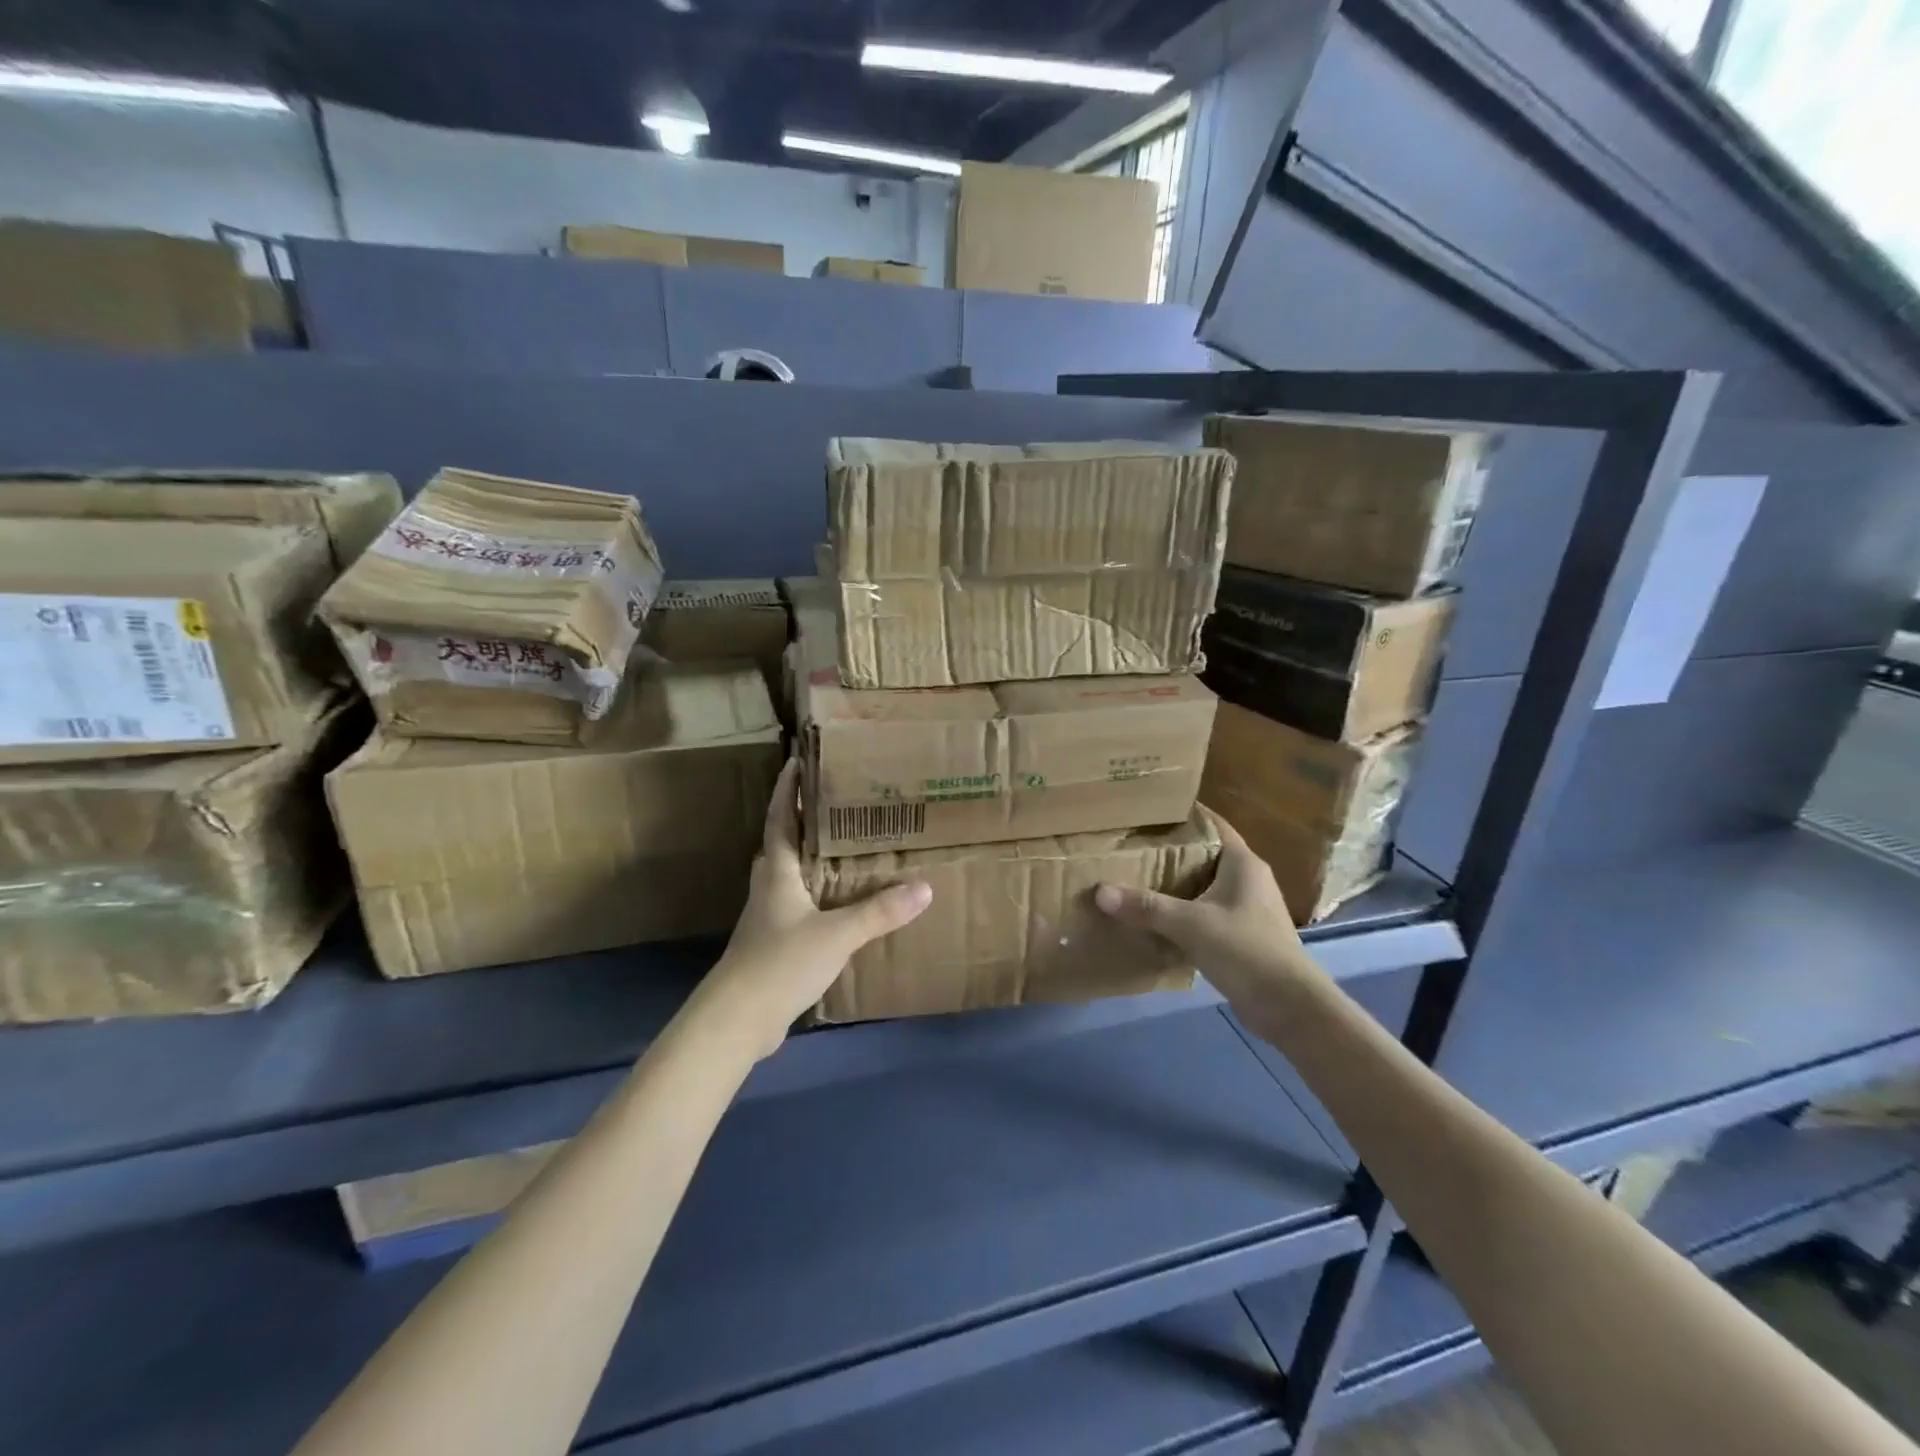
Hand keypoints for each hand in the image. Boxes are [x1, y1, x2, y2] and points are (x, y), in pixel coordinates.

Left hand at [694, 759, 931, 1059]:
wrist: (738, 1020)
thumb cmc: (780, 962)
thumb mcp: (836, 934)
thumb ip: (879, 912)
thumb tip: (925, 888)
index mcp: (776, 872)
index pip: (779, 819)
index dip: (786, 791)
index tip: (796, 762)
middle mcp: (768, 887)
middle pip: (782, 844)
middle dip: (801, 821)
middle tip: (832, 804)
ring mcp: (767, 917)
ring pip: (788, 875)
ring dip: (809, 858)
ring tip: (842, 848)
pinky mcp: (772, 944)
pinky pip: (796, 905)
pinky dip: (815, 894)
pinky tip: (837, 904)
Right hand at [1094, 809, 1324, 1026]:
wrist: (1289, 1007)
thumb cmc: (1246, 950)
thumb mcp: (1191, 925)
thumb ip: (1146, 907)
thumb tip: (1100, 892)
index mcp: (1243, 863)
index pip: (1212, 824)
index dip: (1184, 814)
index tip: (1149, 809)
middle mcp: (1248, 879)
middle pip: (1205, 854)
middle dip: (1171, 850)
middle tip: (1132, 844)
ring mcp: (1248, 909)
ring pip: (1205, 885)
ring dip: (1176, 884)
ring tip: (1136, 878)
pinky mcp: (1243, 935)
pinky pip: (1207, 912)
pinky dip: (1184, 912)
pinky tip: (1156, 919)